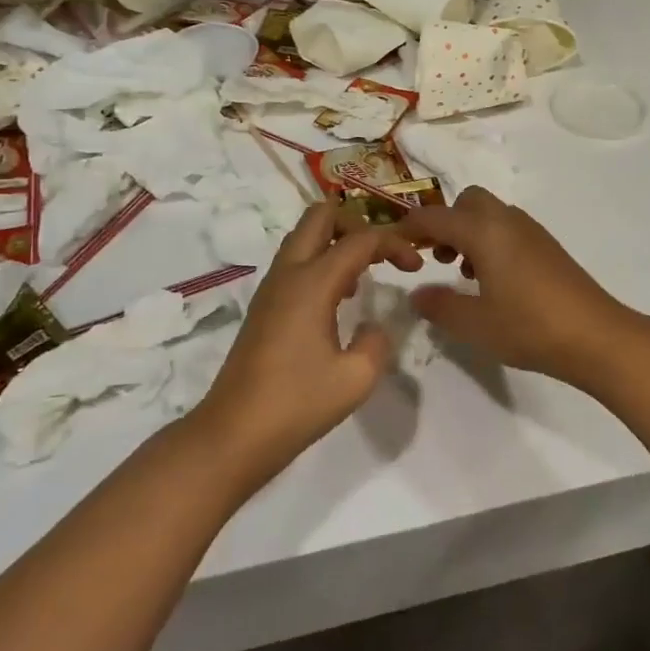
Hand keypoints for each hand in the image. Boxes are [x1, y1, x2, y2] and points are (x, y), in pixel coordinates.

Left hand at [192, 203, 422, 481]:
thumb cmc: (296, 405)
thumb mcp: (356, 379)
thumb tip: (372, 327)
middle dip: (358, 223)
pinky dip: (321, 262)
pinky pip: (296, 262)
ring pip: (304, 237)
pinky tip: (340, 299)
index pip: (360, 240)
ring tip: (364, 276)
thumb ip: (376, 343)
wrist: (233, 434)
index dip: (394, 244)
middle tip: (382, 252)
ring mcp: (271, 288)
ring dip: (337, 242)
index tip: (416, 266)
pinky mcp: (264, 306)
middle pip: (321, 216)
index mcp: (312, 283)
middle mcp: (288, 273)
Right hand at [400, 189, 640, 384]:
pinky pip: (507, 228)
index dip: (408, 228)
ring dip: (468, 232)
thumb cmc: (530, 327)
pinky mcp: (547, 246)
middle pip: (466, 201)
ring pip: (489, 214)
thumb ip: (440, 306)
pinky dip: (490, 241)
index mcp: (484, 231)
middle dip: (445, 223)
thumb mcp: (475, 324)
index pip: (434, 217)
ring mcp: (531, 231)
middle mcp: (506, 220)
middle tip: (436, 258)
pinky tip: (493, 281)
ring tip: (463, 273)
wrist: (597, 336)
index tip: (392, 245)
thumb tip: (417, 294)